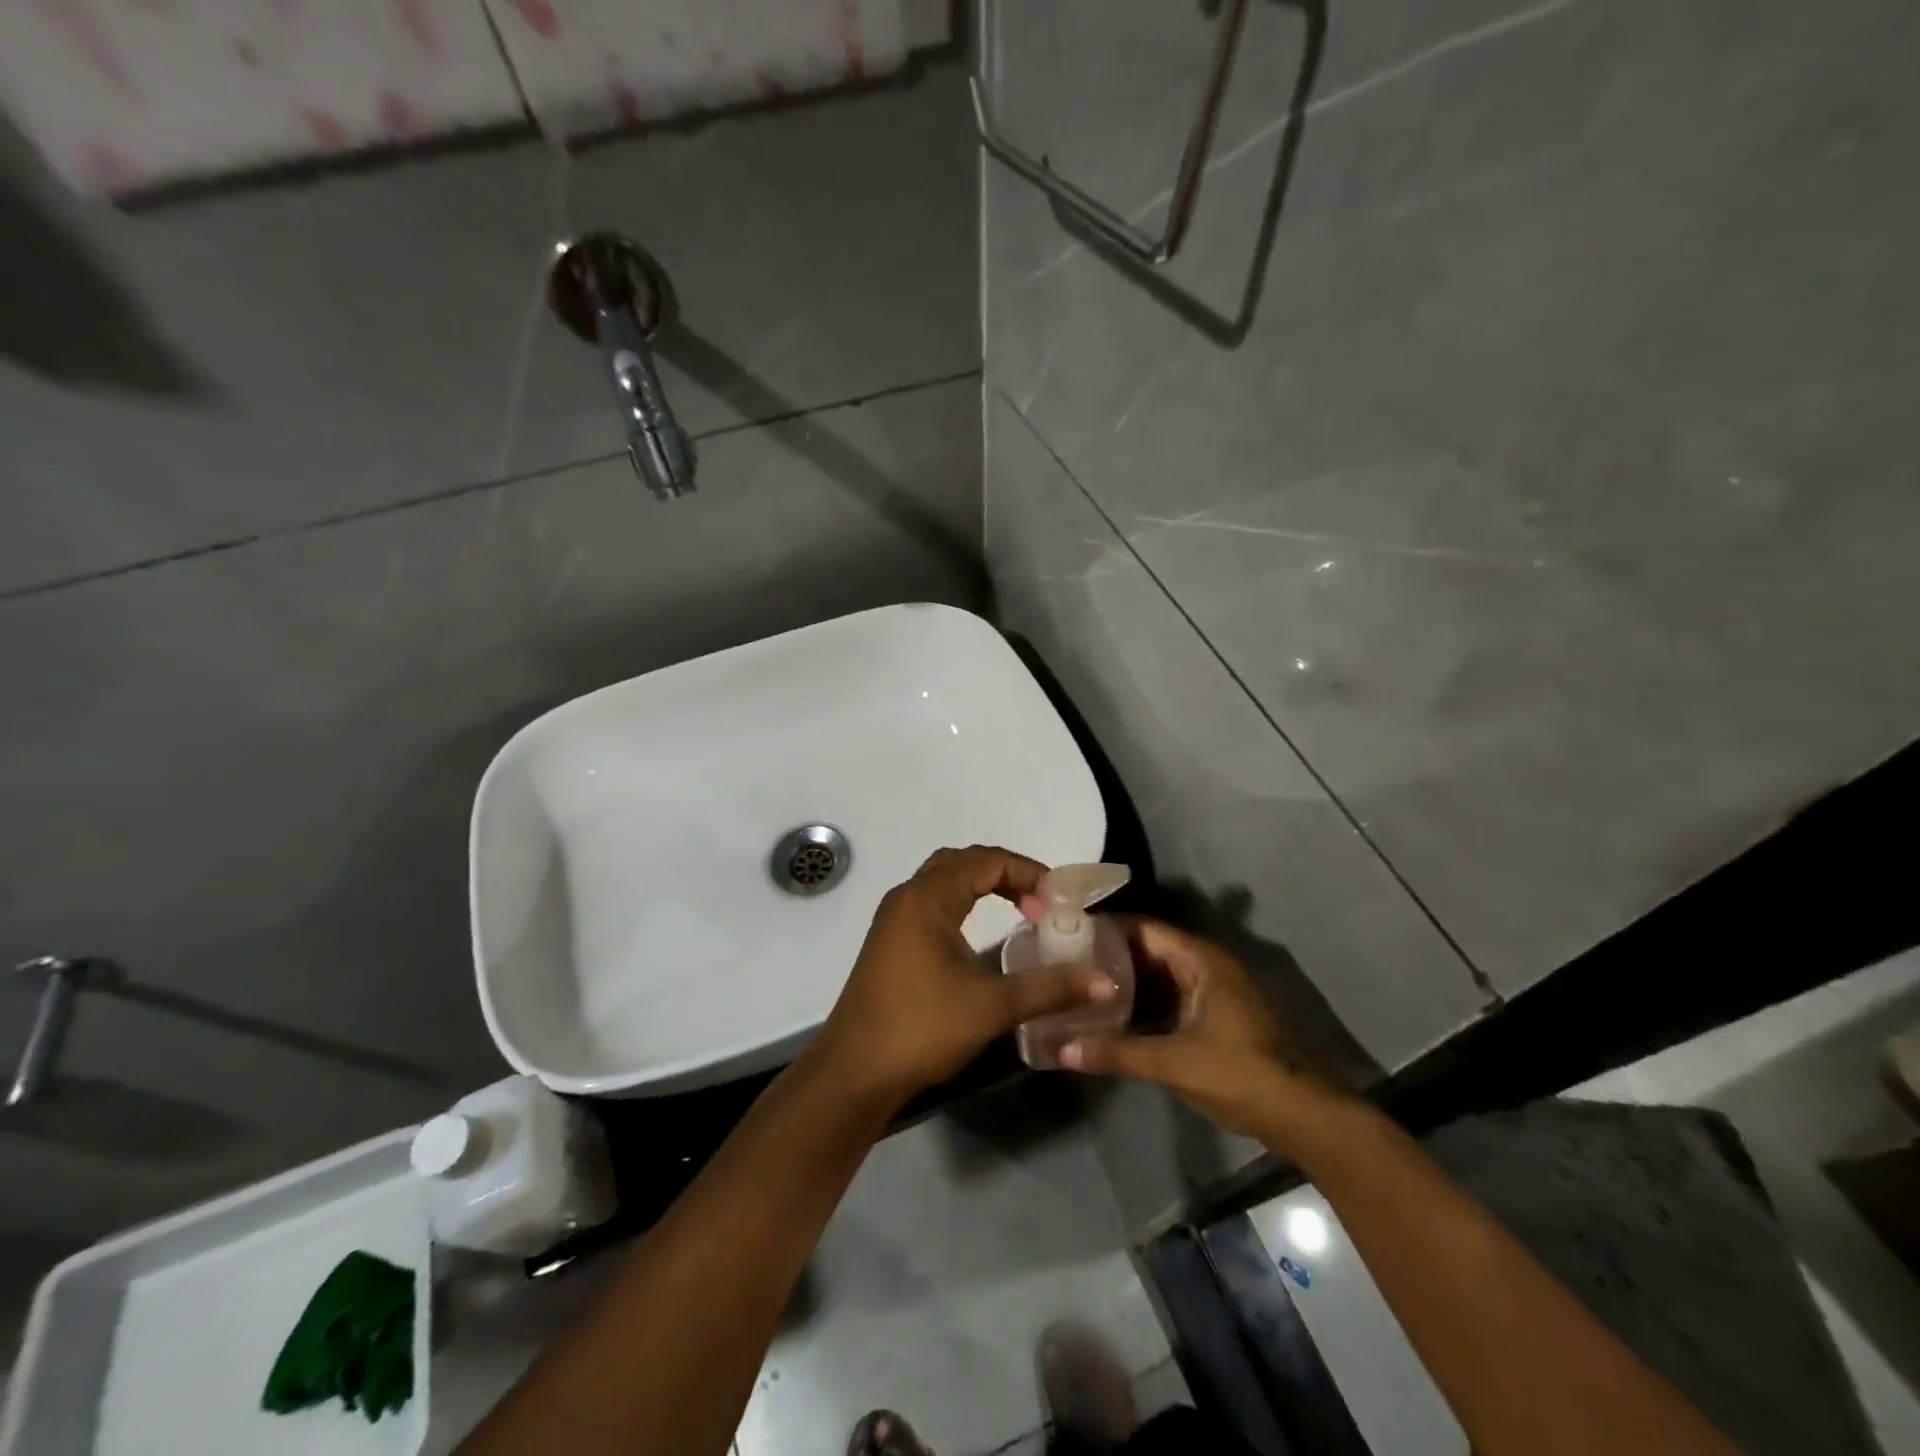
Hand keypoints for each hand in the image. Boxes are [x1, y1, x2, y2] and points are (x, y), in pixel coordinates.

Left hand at [811, 846, 1117, 1105]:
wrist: (854, 1071)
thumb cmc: (921, 1028)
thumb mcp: (991, 1006)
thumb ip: (1049, 988)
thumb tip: (1105, 982)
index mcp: (928, 898)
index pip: (986, 860)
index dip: (1027, 872)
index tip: (1058, 903)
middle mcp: (908, 896)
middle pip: (963, 862)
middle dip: (1006, 873)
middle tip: (1041, 902)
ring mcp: (894, 918)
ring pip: (944, 880)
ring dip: (982, 885)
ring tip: (1019, 911)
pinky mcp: (890, 941)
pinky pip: (932, 901)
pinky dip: (963, 902)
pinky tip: (980, 934)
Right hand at [1058, 918, 1346, 1141]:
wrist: (1300, 1116)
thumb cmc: (1239, 1074)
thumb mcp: (1173, 1062)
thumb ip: (1116, 1052)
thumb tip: (1059, 1049)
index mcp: (1200, 960)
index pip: (1143, 928)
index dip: (1105, 928)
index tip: (1065, 933)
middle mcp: (1204, 966)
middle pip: (1147, 949)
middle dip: (1108, 955)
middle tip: (1064, 962)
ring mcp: (1210, 992)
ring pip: (1156, 975)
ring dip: (1122, 981)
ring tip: (1077, 985)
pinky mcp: (1211, 1016)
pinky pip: (1165, 997)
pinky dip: (1139, 1002)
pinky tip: (1108, 1015)